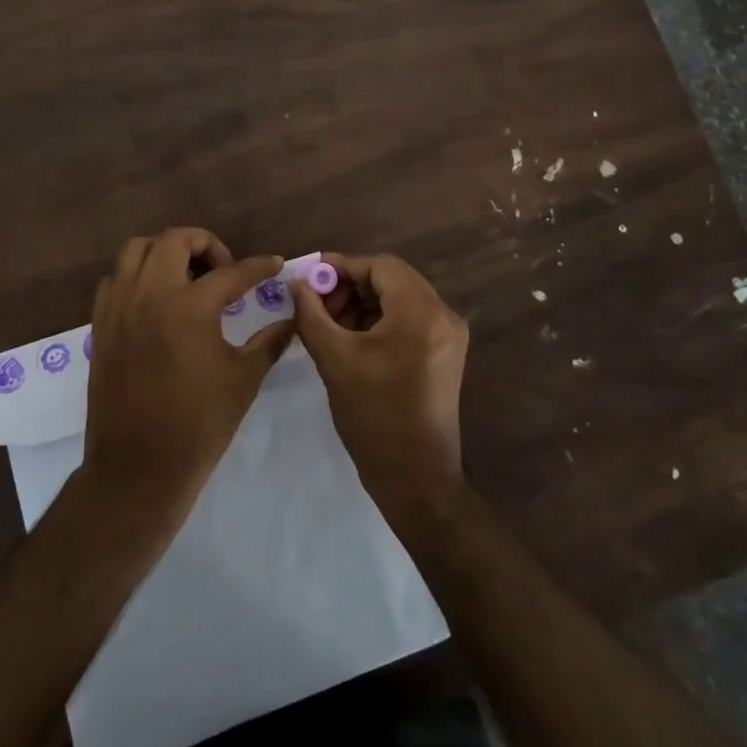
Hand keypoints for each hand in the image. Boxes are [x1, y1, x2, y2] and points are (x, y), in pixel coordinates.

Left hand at [82, 228, 295, 517]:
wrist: (138, 467)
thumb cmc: (199, 425)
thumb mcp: (243, 380)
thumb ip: (269, 342)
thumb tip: (291, 321)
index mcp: (190, 307)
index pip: (231, 272)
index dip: (258, 267)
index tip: (275, 264)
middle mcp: (150, 294)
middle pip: (176, 240)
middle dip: (206, 245)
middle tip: (224, 270)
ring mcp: (120, 306)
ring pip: (137, 250)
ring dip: (166, 251)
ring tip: (187, 276)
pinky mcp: (101, 323)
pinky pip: (116, 278)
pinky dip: (137, 276)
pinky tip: (156, 300)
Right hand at [291, 252, 469, 527]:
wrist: (416, 480)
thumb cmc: (374, 417)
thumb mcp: (334, 359)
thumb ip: (311, 314)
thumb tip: (297, 283)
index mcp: (421, 312)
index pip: (380, 266)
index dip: (342, 266)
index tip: (310, 277)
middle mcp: (443, 315)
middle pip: (392, 279)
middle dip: (351, 285)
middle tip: (317, 303)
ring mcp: (448, 335)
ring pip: (400, 298)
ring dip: (364, 303)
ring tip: (330, 323)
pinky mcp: (445, 354)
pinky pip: (409, 319)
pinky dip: (380, 320)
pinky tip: (352, 338)